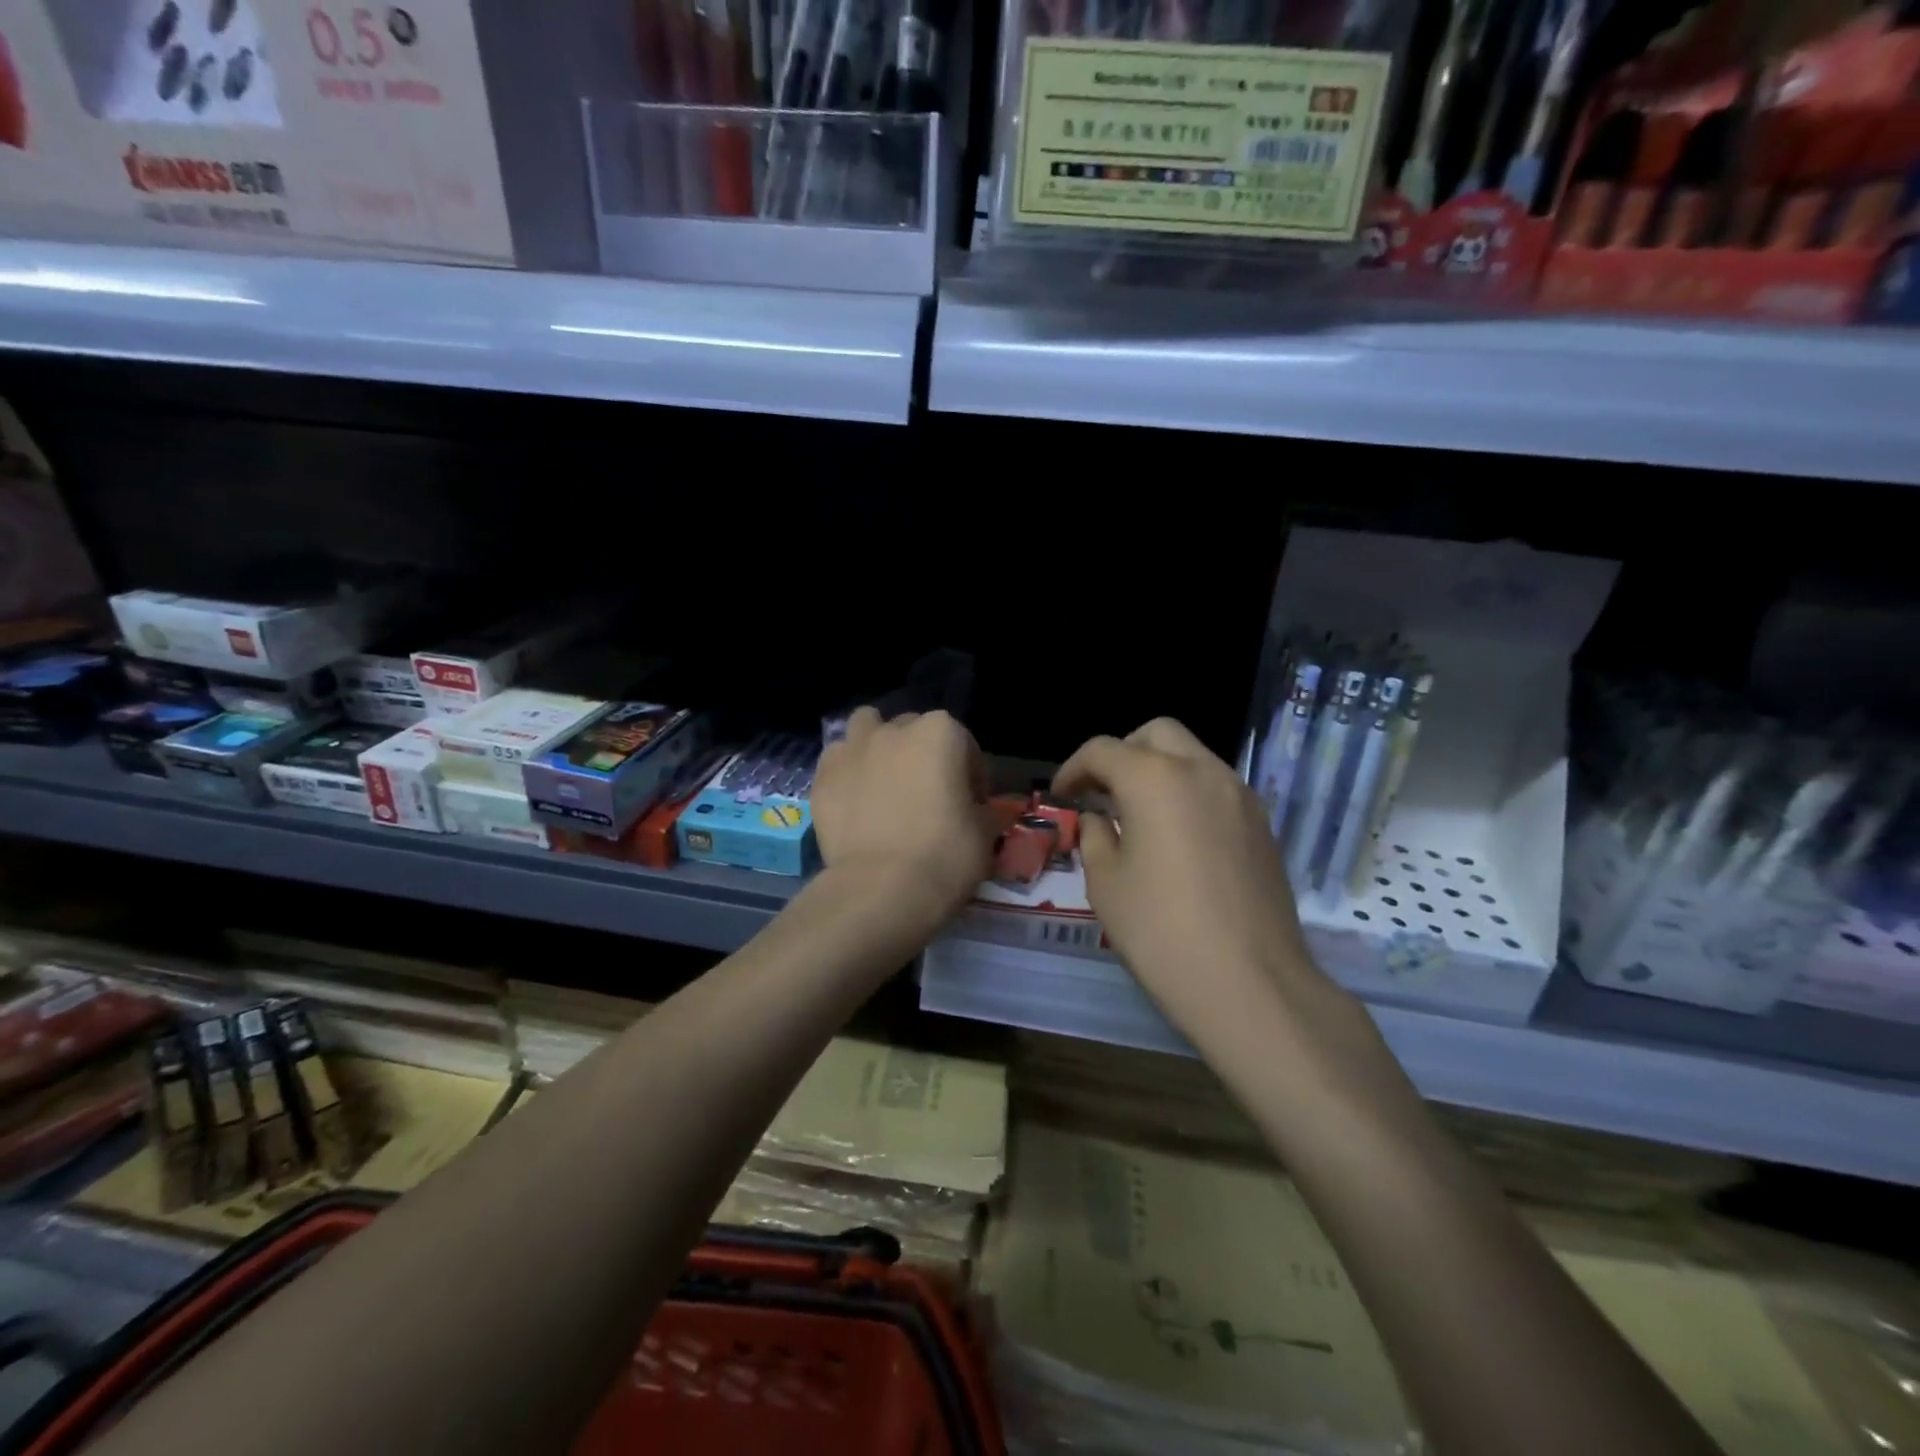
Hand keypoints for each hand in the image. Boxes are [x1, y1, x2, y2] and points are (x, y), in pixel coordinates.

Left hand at [813, 708, 997, 933]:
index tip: (971, 806)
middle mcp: (894, 730)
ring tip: (884, 781)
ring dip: (877, 746)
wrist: (881, 889)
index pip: (965, 745)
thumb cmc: (945, 855)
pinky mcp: (822, 777)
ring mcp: (852, 749)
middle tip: (926, 795)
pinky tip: (855, 801)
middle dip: (921, 755)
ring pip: (866, 728)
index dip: (971, 776)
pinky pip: (837, 762)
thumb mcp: (986, 833)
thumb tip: (972, 809)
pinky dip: (848, 773)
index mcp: (941, 733)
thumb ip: (981, 808)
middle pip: (913, 731)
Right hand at [1054, 718, 1348, 1043]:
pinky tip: (1177, 838)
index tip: (1062, 795)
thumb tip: (1099, 819)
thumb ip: (1095, 837)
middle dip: (1123, 753)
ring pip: (1193, 756)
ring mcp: (1240, 795)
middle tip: (1103, 792)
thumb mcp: (1106, 884)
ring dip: (1159, 770)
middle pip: (1156, 734)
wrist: (1251, 983)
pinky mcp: (1263, 825)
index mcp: (1155, 778)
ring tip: (1138, 816)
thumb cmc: (1161, 932)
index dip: (1074, 768)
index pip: (1103, 750)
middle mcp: (1202, 771)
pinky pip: (1217, 788)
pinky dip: (1189, 793)